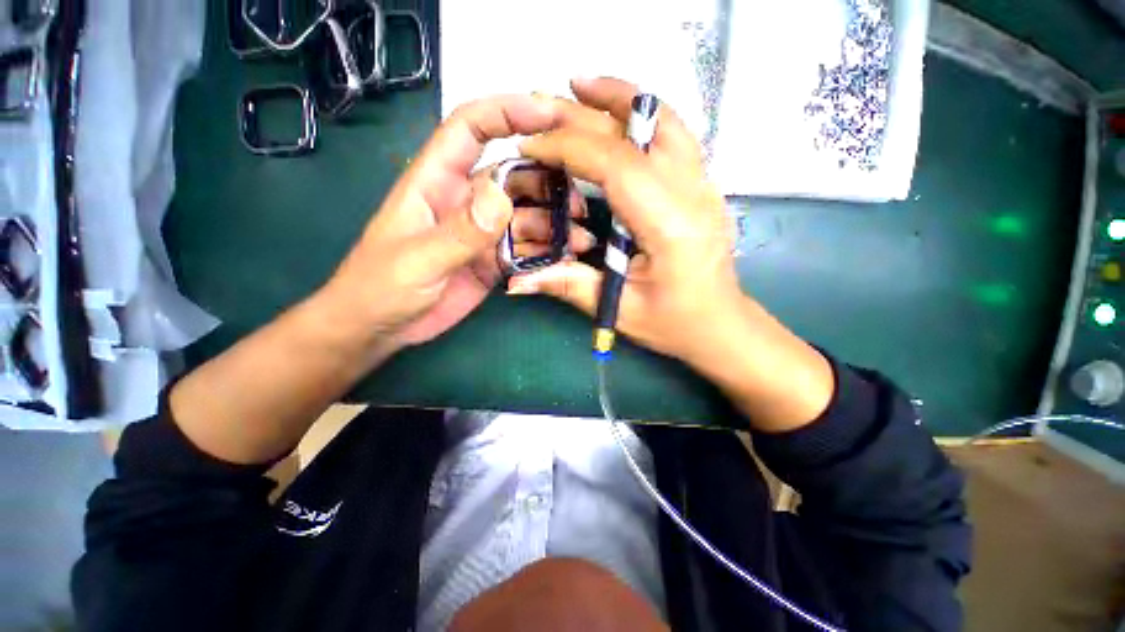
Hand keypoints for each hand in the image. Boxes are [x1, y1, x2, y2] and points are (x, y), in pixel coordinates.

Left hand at [320, 95, 593, 349]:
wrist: (381, 328)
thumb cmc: (381, 287)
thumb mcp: (417, 259)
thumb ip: (460, 230)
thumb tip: (501, 195)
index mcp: (437, 182)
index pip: (471, 129)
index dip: (507, 112)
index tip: (549, 114)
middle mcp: (466, 201)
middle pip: (514, 176)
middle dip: (549, 184)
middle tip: (578, 206)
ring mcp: (483, 233)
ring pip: (527, 216)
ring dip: (554, 225)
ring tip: (578, 240)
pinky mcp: (493, 260)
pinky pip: (526, 249)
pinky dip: (546, 253)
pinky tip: (563, 260)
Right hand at [508, 78, 741, 364]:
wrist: (720, 324)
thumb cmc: (675, 323)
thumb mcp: (620, 310)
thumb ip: (570, 286)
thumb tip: (519, 280)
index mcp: (671, 227)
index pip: (616, 165)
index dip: (568, 147)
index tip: (532, 145)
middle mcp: (694, 194)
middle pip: (637, 134)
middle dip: (584, 117)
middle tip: (542, 106)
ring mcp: (705, 185)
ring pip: (665, 121)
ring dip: (621, 98)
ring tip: (581, 87)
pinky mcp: (704, 186)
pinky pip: (675, 134)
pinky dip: (644, 114)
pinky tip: (619, 112)